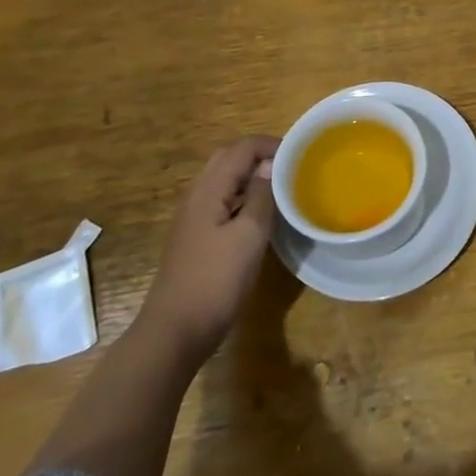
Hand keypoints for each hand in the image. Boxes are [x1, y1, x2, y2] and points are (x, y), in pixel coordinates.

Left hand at [142, 136, 279, 355]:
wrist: (175, 331)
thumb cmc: (216, 280)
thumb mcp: (249, 235)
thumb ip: (261, 196)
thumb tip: (270, 165)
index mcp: (209, 190)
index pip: (241, 149)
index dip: (271, 145)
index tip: (300, 153)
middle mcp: (197, 196)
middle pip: (228, 159)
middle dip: (259, 155)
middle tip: (291, 166)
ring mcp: (193, 218)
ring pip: (224, 181)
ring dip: (251, 176)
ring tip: (282, 187)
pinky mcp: (196, 237)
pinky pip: (222, 201)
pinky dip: (243, 196)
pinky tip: (261, 215)